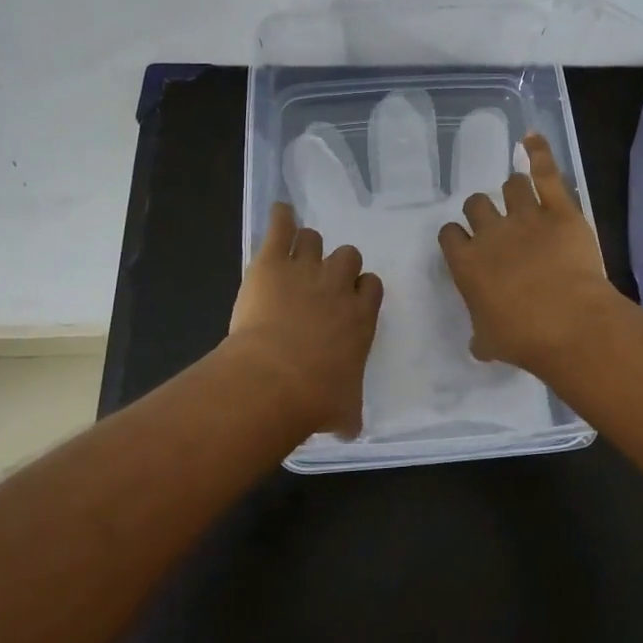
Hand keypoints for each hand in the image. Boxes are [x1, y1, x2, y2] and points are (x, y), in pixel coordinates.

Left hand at [227, 202, 382, 436]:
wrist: (274, 380)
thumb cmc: (315, 398)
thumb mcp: (344, 411)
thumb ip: (350, 413)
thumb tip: (352, 429)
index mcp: (360, 316)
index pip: (370, 285)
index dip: (359, 289)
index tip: (347, 300)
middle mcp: (338, 286)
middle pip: (348, 255)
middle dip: (336, 265)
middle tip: (319, 282)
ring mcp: (305, 269)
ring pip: (315, 238)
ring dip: (306, 246)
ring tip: (294, 256)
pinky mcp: (272, 262)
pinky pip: (280, 226)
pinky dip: (280, 217)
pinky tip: (279, 213)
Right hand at [437, 133, 620, 376]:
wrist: (569, 324)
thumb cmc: (523, 338)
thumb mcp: (490, 343)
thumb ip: (480, 336)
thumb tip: (478, 344)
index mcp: (466, 263)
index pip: (450, 234)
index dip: (457, 236)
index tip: (466, 243)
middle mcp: (490, 233)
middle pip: (476, 204)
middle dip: (483, 211)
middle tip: (496, 223)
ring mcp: (525, 217)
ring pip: (511, 187)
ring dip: (514, 191)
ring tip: (521, 196)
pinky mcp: (559, 210)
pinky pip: (546, 172)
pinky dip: (538, 152)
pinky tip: (532, 138)